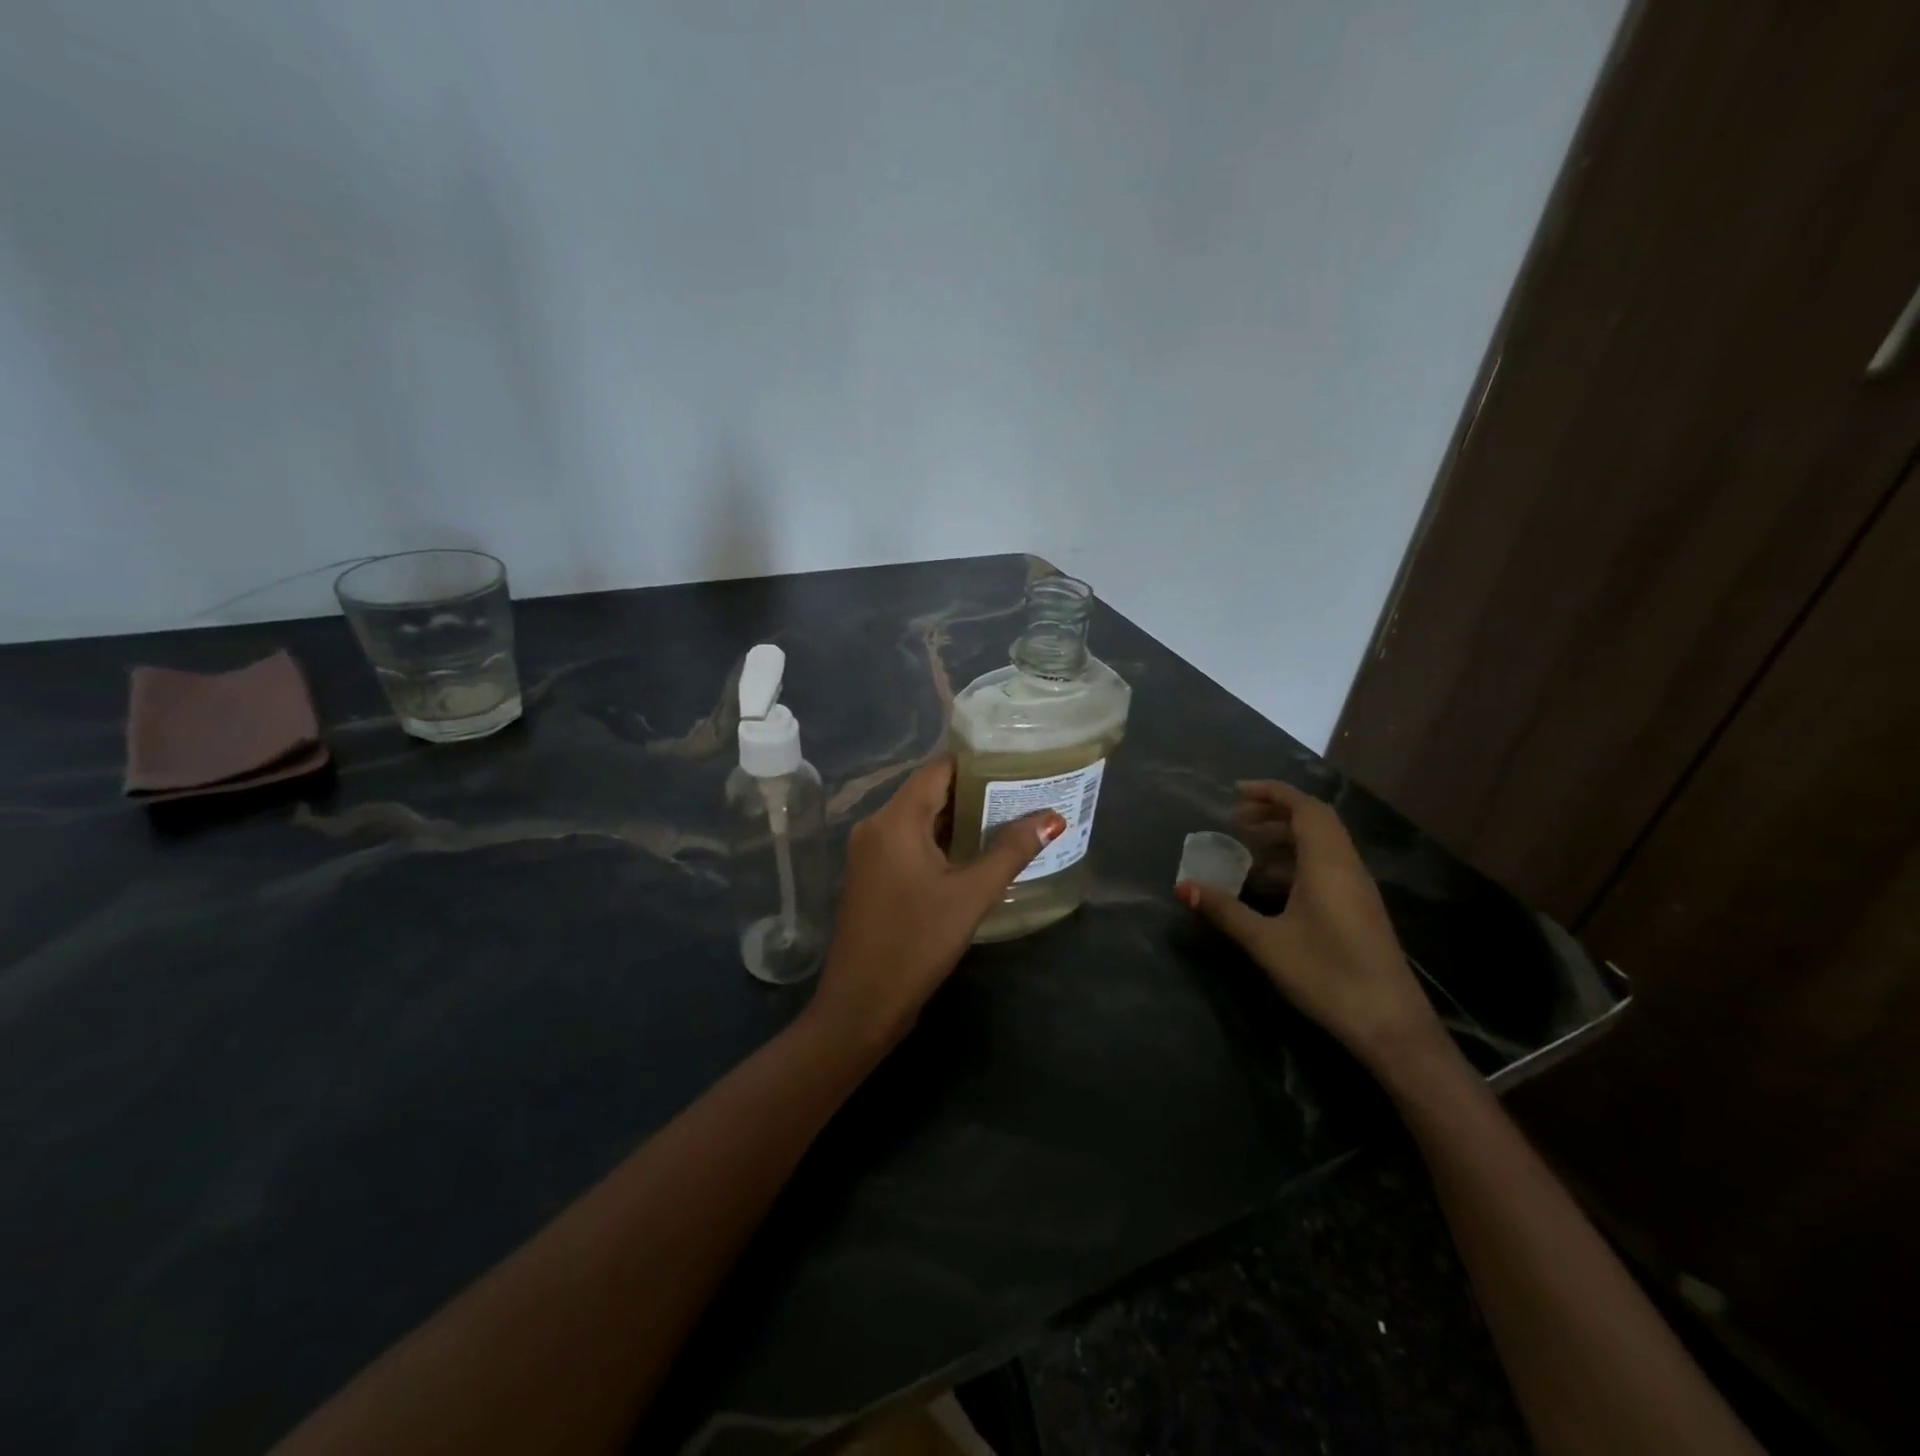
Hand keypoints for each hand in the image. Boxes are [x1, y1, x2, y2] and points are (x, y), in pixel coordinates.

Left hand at [809, 756, 1063, 1053]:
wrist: (860, 1005)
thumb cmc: (916, 943)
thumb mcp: (970, 895)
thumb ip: (1010, 851)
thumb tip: (1051, 817)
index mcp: (894, 820)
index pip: (938, 769)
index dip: (977, 763)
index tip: (1017, 763)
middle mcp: (876, 826)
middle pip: (929, 791)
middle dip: (974, 792)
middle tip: (1023, 793)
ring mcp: (870, 853)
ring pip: (920, 819)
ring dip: (959, 819)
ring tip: (1009, 819)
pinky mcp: (873, 876)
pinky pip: (910, 843)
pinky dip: (941, 841)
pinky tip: (976, 853)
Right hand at [1177, 780, 1447, 1076]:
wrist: (1391, 1025)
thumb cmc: (1327, 975)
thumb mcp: (1266, 942)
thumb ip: (1224, 910)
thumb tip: (1182, 886)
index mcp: (1328, 863)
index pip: (1304, 807)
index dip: (1271, 792)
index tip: (1236, 792)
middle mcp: (1347, 866)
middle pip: (1315, 820)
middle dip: (1274, 812)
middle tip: (1236, 821)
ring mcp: (1357, 888)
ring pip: (1322, 844)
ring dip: (1286, 837)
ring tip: (1248, 848)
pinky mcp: (1360, 908)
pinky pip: (1327, 865)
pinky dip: (1297, 860)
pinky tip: (1272, 885)